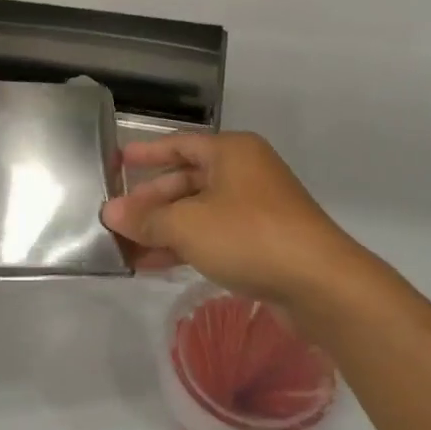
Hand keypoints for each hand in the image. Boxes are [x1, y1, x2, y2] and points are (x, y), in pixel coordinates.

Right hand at [103, 132, 379, 317]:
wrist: (321, 284)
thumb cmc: (249, 236)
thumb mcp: (188, 225)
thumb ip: (146, 219)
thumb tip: (109, 213)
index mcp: (231, 152)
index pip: (179, 145)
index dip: (146, 154)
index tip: (117, 163)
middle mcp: (244, 173)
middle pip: (186, 180)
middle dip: (150, 201)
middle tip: (116, 217)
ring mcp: (256, 209)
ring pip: (198, 212)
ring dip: (163, 229)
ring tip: (126, 248)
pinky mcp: (262, 242)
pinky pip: (213, 236)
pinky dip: (185, 246)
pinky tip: (154, 265)